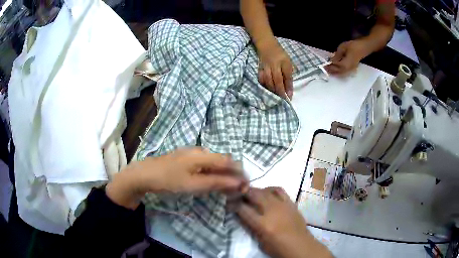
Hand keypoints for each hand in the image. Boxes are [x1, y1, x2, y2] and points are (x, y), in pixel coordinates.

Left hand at [106, 148, 247, 208]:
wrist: (144, 174)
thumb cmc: (168, 180)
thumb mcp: (193, 184)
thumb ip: (216, 183)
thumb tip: (237, 183)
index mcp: (202, 155)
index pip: (228, 161)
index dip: (239, 172)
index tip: (246, 184)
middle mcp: (199, 150)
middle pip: (222, 159)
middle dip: (232, 172)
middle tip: (236, 187)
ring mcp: (190, 152)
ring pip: (213, 160)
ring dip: (222, 172)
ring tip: (226, 185)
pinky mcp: (185, 157)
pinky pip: (204, 162)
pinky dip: (212, 171)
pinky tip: (210, 179)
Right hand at [235, 187, 331, 257]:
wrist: (301, 246)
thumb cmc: (279, 248)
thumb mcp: (260, 241)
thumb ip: (251, 226)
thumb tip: (242, 214)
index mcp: (263, 224)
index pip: (243, 209)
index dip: (233, 204)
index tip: (229, 202)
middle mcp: (272, 211)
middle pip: (254, 194)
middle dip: (243, 192)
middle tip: (238, 194)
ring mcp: (283, 205)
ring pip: (266, 190)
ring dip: (256, 190)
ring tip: (252, 194)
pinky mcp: (291, 203)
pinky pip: (279, 190)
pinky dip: (270, 189)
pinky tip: (267, 193)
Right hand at [257, 38, 292, 98]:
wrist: (266, 44)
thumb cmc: (280, 54)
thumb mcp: (287, 61)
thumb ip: (288, 73)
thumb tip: (288, 87)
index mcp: (284, 62)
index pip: (287, 76)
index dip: (288, 87)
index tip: (290, 97)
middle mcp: (274, 64)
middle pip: (277, 80)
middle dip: (280, 91)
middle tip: (283, 100)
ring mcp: (266, 66)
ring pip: (268, 80)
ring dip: (272, 90)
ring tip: (276, 97)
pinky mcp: (260, 68)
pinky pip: (261, 78)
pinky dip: (264, 85)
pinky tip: (267, 90)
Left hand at [325, 39, 369, 74]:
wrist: (364, 48)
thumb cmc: (354, 46)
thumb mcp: (343, 47)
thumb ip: (337, 54)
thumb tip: (332, 60)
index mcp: (346, 63)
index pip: (336, 66)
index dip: (330, 66)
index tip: (324, 65)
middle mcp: (349, 68)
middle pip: (339, 72)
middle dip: (332, 71)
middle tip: (325, 69)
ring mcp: (351, 69)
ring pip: (342, 74)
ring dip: (335, 73)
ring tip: (329, 71)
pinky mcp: (353, 68)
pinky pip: (345, 73)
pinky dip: (339, 73)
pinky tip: (336, 71)